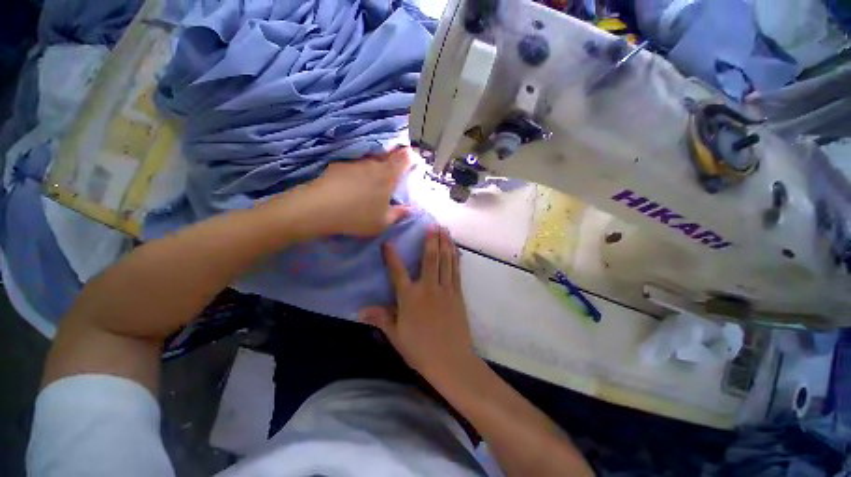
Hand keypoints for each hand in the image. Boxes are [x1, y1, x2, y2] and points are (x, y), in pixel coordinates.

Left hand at [264, 147, 411, 237]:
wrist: (318, 208)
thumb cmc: (357, 216)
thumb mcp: (383, 222)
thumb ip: (399, 214)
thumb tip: (410, 208)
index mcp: (388, 175)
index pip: (406, 156)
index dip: (412, 157)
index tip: (414, 164)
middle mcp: (372, 163)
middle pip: (388, 156)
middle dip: (394, 163)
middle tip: (393, 178)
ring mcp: (354, 163)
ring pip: (370, 161)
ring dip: (375, 169)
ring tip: (371, 185)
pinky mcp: (337, 166)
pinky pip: (354, 166)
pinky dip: (358, 173)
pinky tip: (351, 187)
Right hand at [359, 226, 476, 381]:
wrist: (451, 361)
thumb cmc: (420, 350)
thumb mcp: (396, 336)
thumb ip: (381, 319)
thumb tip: (360, 310)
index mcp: (410, 298)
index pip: (397, 272)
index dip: (391, 256)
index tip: (388, 242)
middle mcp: (428, 288)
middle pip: (430, 259)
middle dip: (431, 240)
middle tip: (432, 224)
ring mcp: (445, 289)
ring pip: (446, 261)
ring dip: (445, 243)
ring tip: (445, 229)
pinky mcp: (457, 294)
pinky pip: (456, 271)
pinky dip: (455, 257)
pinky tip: (455, 249)